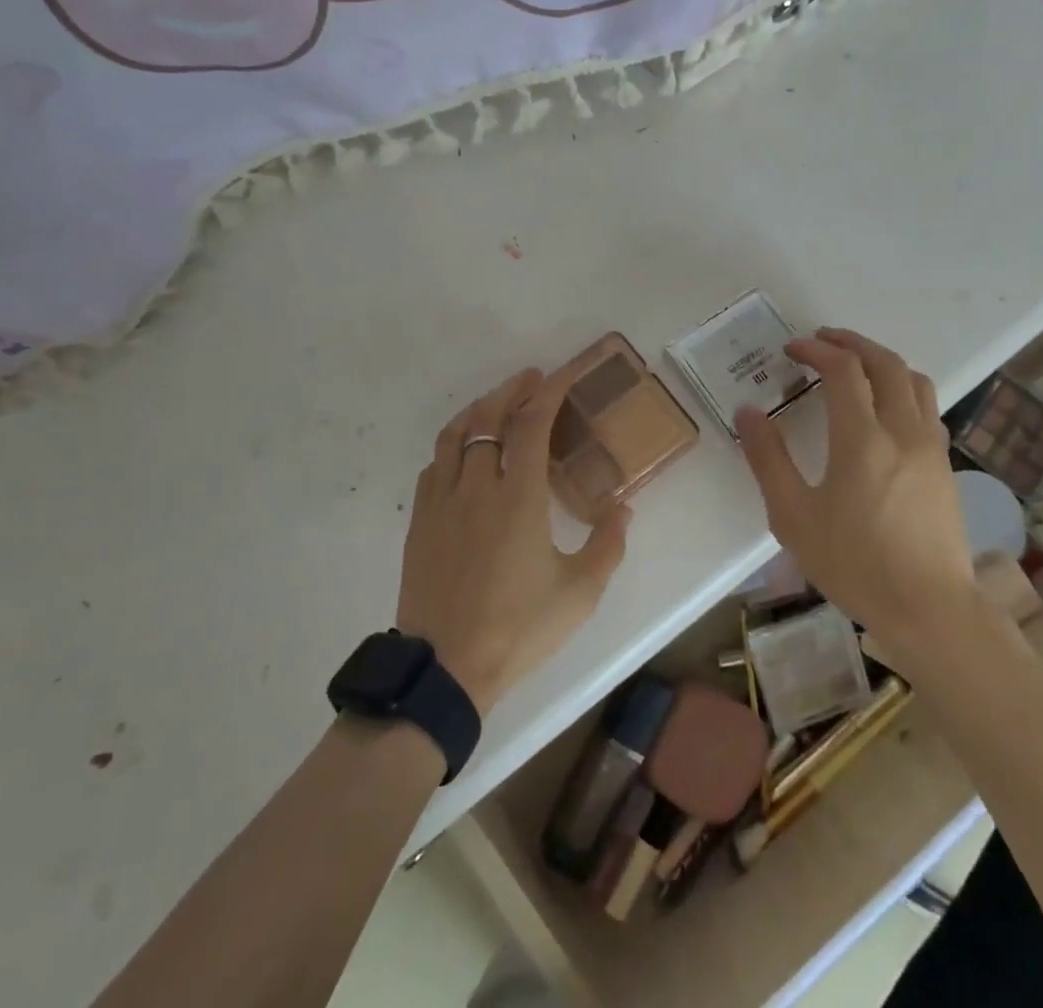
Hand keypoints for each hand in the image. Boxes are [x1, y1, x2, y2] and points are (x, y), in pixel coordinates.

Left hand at [396, 365, 629, 716]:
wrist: (446, 668)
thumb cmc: (518, 628)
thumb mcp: (580, 592)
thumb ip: (608, 544)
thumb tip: (623, 507)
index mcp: (519, 497)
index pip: (532, 424)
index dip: (547, 392)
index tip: (560, 374)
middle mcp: (477, 487)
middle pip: (488, 418)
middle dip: (511, 390)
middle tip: (531, 379)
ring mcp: (442, 502)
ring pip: (453, 436)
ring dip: (476, 411)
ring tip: (495, 404)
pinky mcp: (420, 522)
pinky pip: (433, 466)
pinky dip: (451, 446)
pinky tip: (461, 454)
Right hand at [735, 328, 973, 643]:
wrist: (930, 610)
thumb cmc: (854, 564)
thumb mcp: (793, 516)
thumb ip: (768, 459)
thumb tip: (748, 412)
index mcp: (863, 439)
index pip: (843, 370)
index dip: (816, 350)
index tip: (791, 349)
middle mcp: (903, 431)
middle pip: (884, 363)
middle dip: (851, 343)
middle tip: (821, 340)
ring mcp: (930, 447)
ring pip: (914, 380)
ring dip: (881, 360)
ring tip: (854, 365)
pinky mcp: (944, 465)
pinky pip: (926, 406)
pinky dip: (901, 387)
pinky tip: (884, 408)